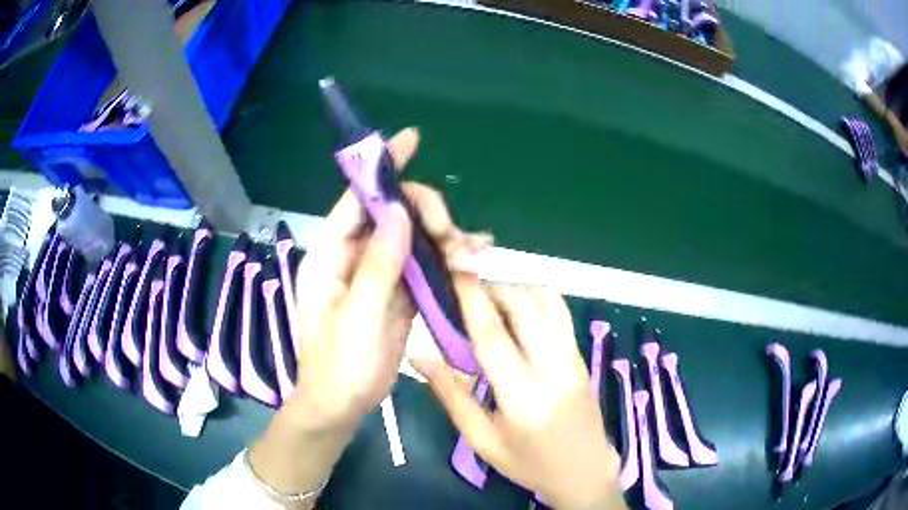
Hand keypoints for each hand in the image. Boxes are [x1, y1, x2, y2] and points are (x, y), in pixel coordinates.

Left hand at [249, 127, 490, 504]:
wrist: (342, 404)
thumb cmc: (338, 366)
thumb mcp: (356, 318)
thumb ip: (377, 267)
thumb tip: (400, 216)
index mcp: (331, 255)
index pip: (357, 199)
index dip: (382, 169)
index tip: (409, 139)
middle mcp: (353, 256)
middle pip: (394, 215)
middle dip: (427, 216)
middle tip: (454, 237)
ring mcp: (377, 274)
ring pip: (413, 239)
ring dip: (444, 238)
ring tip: (473, 252)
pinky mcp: (397, 293)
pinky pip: (423, 266)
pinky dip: (446, 260)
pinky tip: (472, 259)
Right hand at [413, 283, 624, 509]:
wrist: (584, 470)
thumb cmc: (528, 463)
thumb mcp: (482, 439)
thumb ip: (451, 395)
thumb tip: (419, 354)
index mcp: (523, 398)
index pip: (494, 336)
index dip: (473, 299)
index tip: (454, 271)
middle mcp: (554, 370)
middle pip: (525, 306)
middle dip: (494, 287)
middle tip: (467, 293)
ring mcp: (574, 358)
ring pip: (548, 302)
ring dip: (516, 289)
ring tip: (490, 301)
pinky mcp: (582, 355)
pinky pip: (560, 312)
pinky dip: (535, 298)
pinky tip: (517, 311)